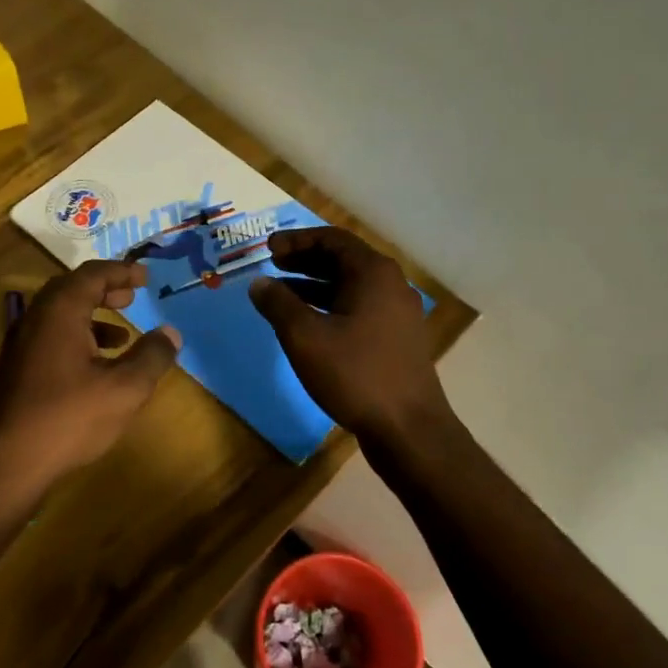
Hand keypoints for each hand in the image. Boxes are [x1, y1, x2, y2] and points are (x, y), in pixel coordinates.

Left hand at [0, 260, 181, 492]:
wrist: (7, 463)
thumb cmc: (69, 418)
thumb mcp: (124, 389)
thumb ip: (152, 356)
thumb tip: (171, 333)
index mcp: (60, 312)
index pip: (92, 275)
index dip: (121, 272)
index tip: (145, 277)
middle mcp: (36, 319)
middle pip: (71, 289)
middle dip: (104, 290)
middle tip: (131, 296)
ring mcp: (21, 344)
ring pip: (59, 315)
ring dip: (91, 316)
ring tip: (122, 335)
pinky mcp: (16, 369)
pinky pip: (50, 337)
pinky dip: (77, 337)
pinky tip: (96, 367)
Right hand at [248, 227, 451, 442]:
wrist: (408, 428)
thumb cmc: (355, 374)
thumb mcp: (305, 337)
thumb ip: (278, 304)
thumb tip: (259, 283)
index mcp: (374, 273)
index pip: (332, 239)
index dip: (296, 240)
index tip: (267, 248)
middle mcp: (391, 286)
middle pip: (343, 260)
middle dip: (304, 261)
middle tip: (272, 266)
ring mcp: (397, 314)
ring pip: (350, 287)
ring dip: (314, 286)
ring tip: (281, 295)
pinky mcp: (396, 339)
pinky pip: (358, 309)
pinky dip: (330, 308)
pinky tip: (308, 326)